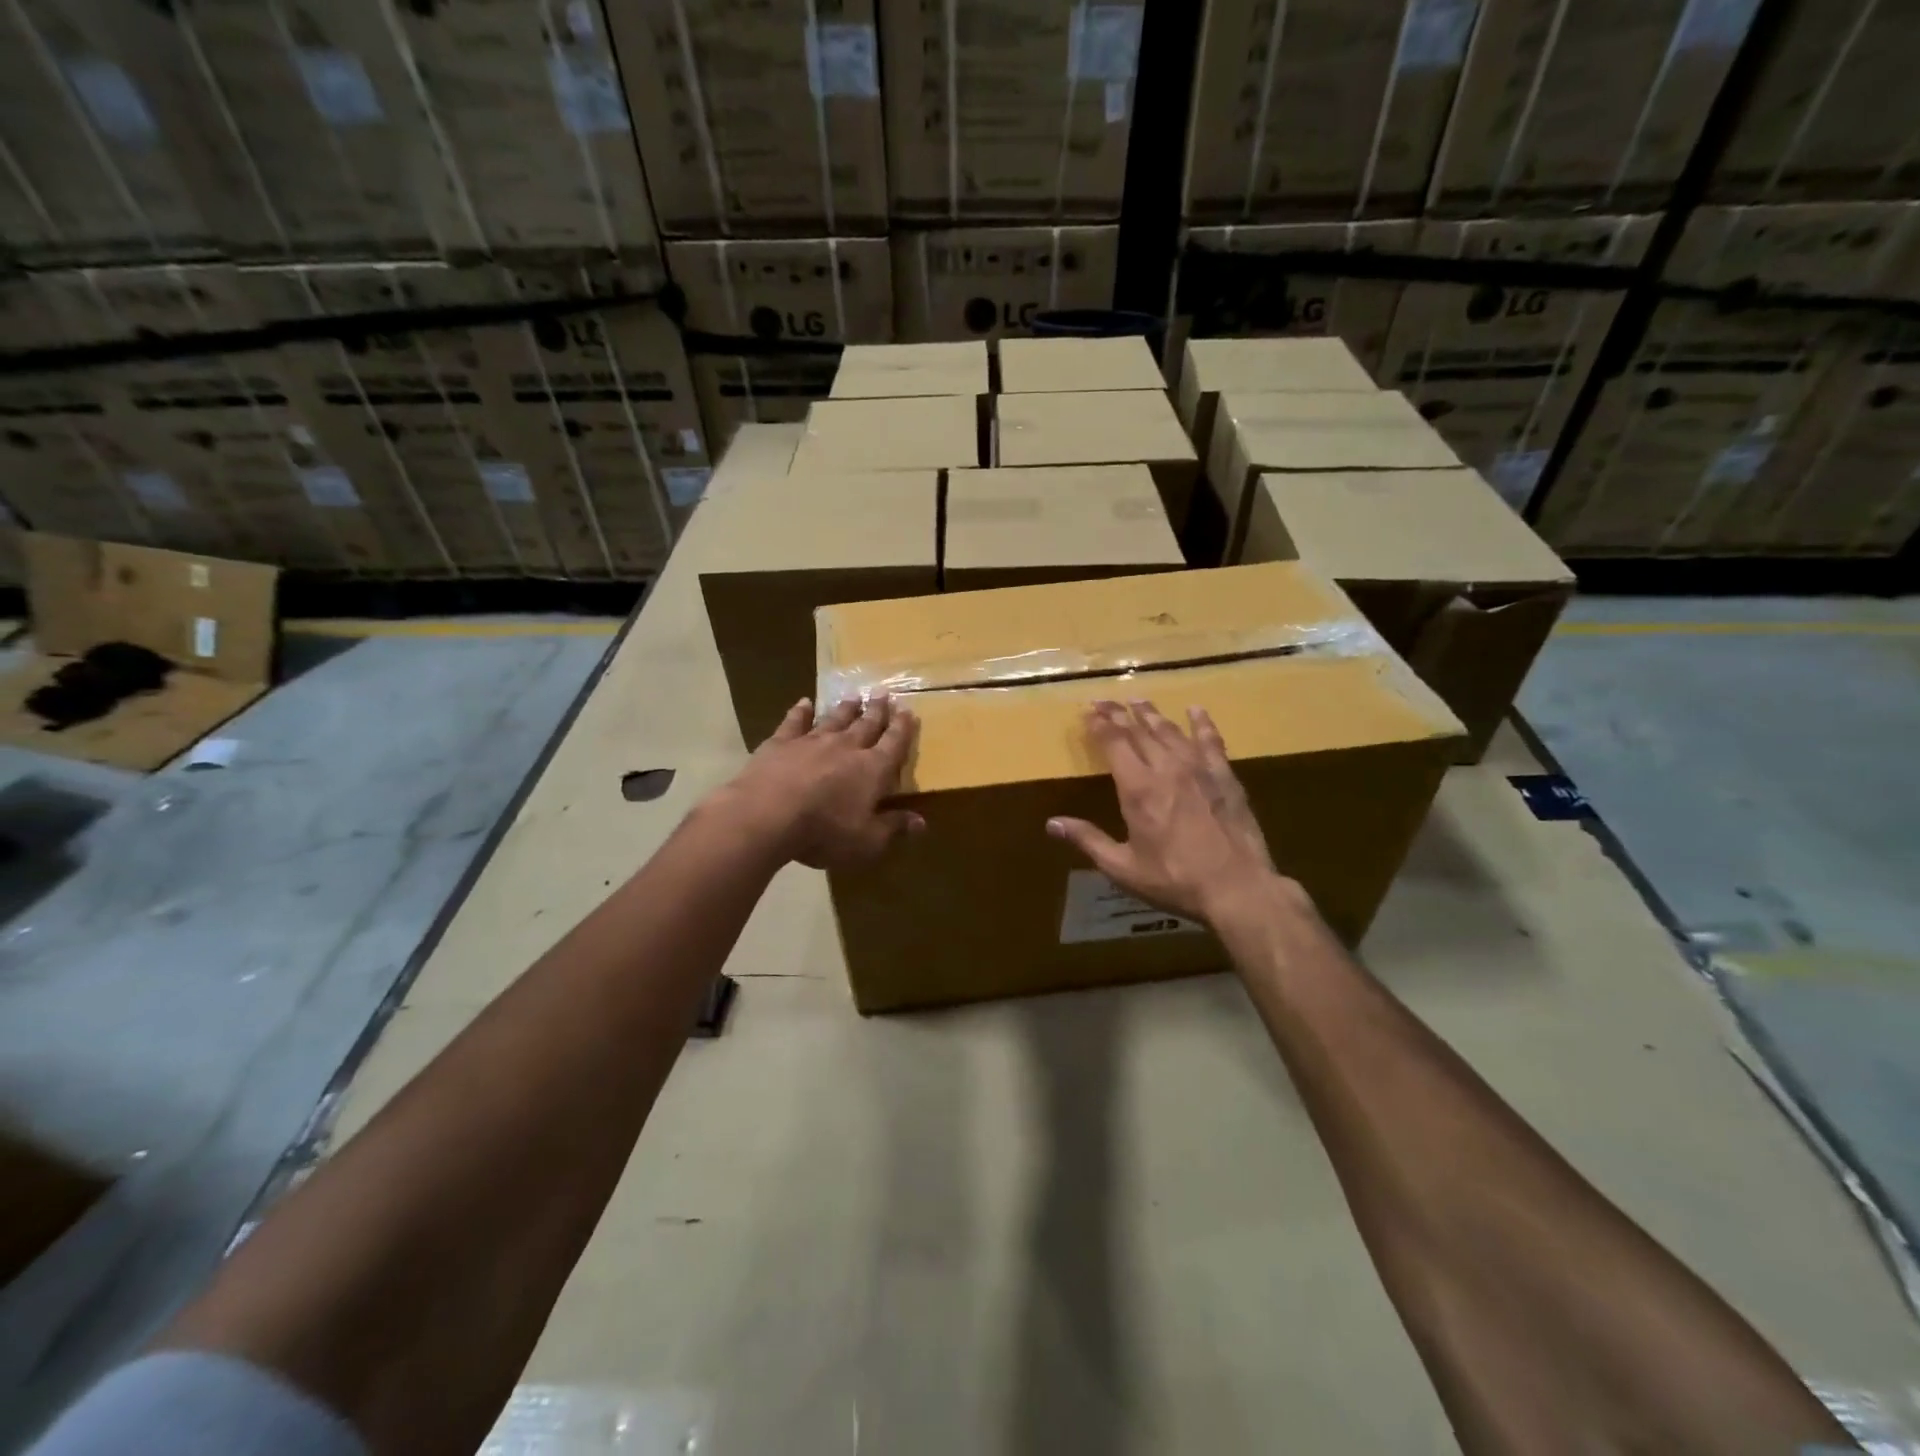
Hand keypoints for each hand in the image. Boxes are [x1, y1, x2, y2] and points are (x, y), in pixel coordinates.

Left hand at [716, 695, 923, 869]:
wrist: (767, 815)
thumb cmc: (824, 832)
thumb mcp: (867, 841)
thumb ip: (893, 828)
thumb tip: (921, 822)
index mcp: (872, 770)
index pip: (893, 744)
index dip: (903, 729)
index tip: (908, 711)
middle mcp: (846, 747)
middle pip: (866, 725)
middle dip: (877, 710)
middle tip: (883, 693)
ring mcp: (811, 741)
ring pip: (834, 719)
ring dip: (845, 708)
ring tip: (854, 696)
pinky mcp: (781, 743)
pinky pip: (794, 722)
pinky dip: (800, 711)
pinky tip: (804, 702)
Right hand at [1047, 700, 1294, 925]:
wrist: (1237, 887)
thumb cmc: (1174, 880)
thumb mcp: (1122, 867)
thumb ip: (1088, 840)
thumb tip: (1052, 823)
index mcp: (1138, 789)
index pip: (1114, 743)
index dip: (1100, 725)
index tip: (1089, 711)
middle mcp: (1166, 768)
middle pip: (1139, 730)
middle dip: (1119, 713)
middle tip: (1105, 700)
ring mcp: (1199, 769)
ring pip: (1170, 731)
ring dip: (1152, 714)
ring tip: (1139, 700)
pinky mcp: (1225, 777)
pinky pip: (1211, 741)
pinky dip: (1201, 723)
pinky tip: (1195, 710)